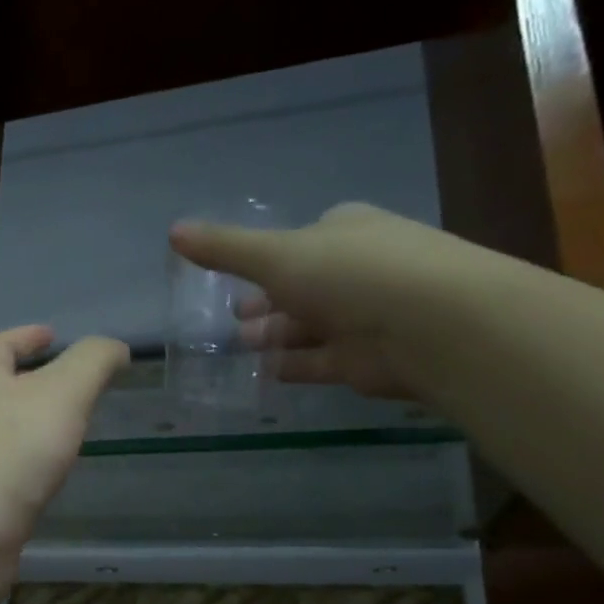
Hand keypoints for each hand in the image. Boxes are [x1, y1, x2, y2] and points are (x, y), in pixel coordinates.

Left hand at [0, 326, 128, 603]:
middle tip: (75, 390)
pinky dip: (29, 478)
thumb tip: (115, 348)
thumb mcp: (60, 393)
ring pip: (3, 442)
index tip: (52, 333)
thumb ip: (91, 365)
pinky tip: (51, 487)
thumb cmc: (4, 453)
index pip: (0, 347)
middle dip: (30, 386)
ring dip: (32, 435)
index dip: (26, 336)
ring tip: (70, 435)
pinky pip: (7, 485)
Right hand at [170, 202, 496, 400]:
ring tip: (239, 346)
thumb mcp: (276, 255)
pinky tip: (263, 372)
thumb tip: (173, 231)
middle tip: (232, 319)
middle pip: (303, 286)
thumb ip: (224, 249)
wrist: (431, 325)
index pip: (301, 240)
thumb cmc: (350, 274)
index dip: (267, 258)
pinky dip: (292, 365)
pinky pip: (318, 361)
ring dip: (275, 335)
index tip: (235, 276)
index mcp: (344, 231)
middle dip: (267, 302)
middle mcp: (356, 270)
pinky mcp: (364, 360)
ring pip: (309, 326)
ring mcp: (364, 316)